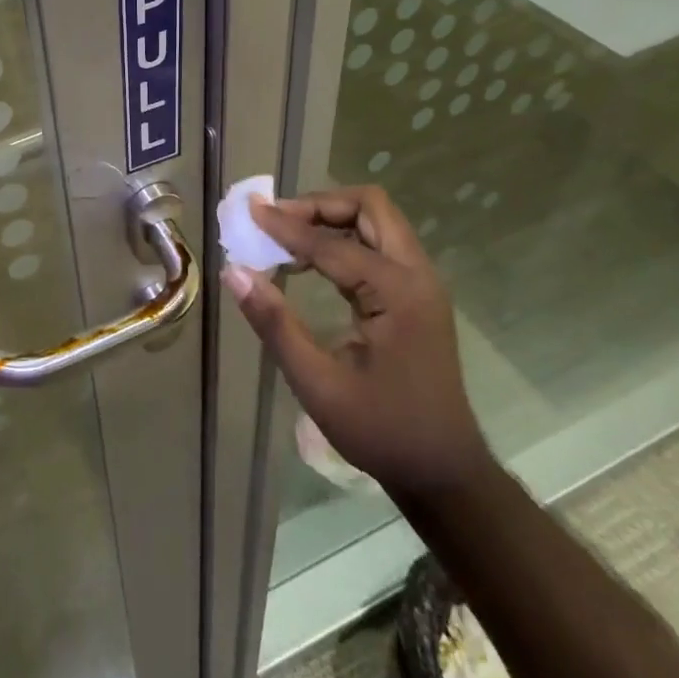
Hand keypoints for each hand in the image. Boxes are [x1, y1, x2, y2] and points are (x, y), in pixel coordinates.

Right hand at [223, 185, 491, 503]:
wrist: (444, 472)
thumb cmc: (382, 431)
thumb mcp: (319, 384)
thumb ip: (275, 324)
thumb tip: (234, 272)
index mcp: (397, 293)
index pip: (332, 242)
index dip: (286, 225)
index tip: (249, 211)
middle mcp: (416, 275)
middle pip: (369, 207)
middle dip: (319, 205)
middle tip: (276, 220)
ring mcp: (421, 283)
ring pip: (376, 221)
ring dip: (331, 218)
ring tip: (285, 237)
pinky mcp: (416, 295)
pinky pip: (378, 245)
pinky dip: (343, 239)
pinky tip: (309, 262)